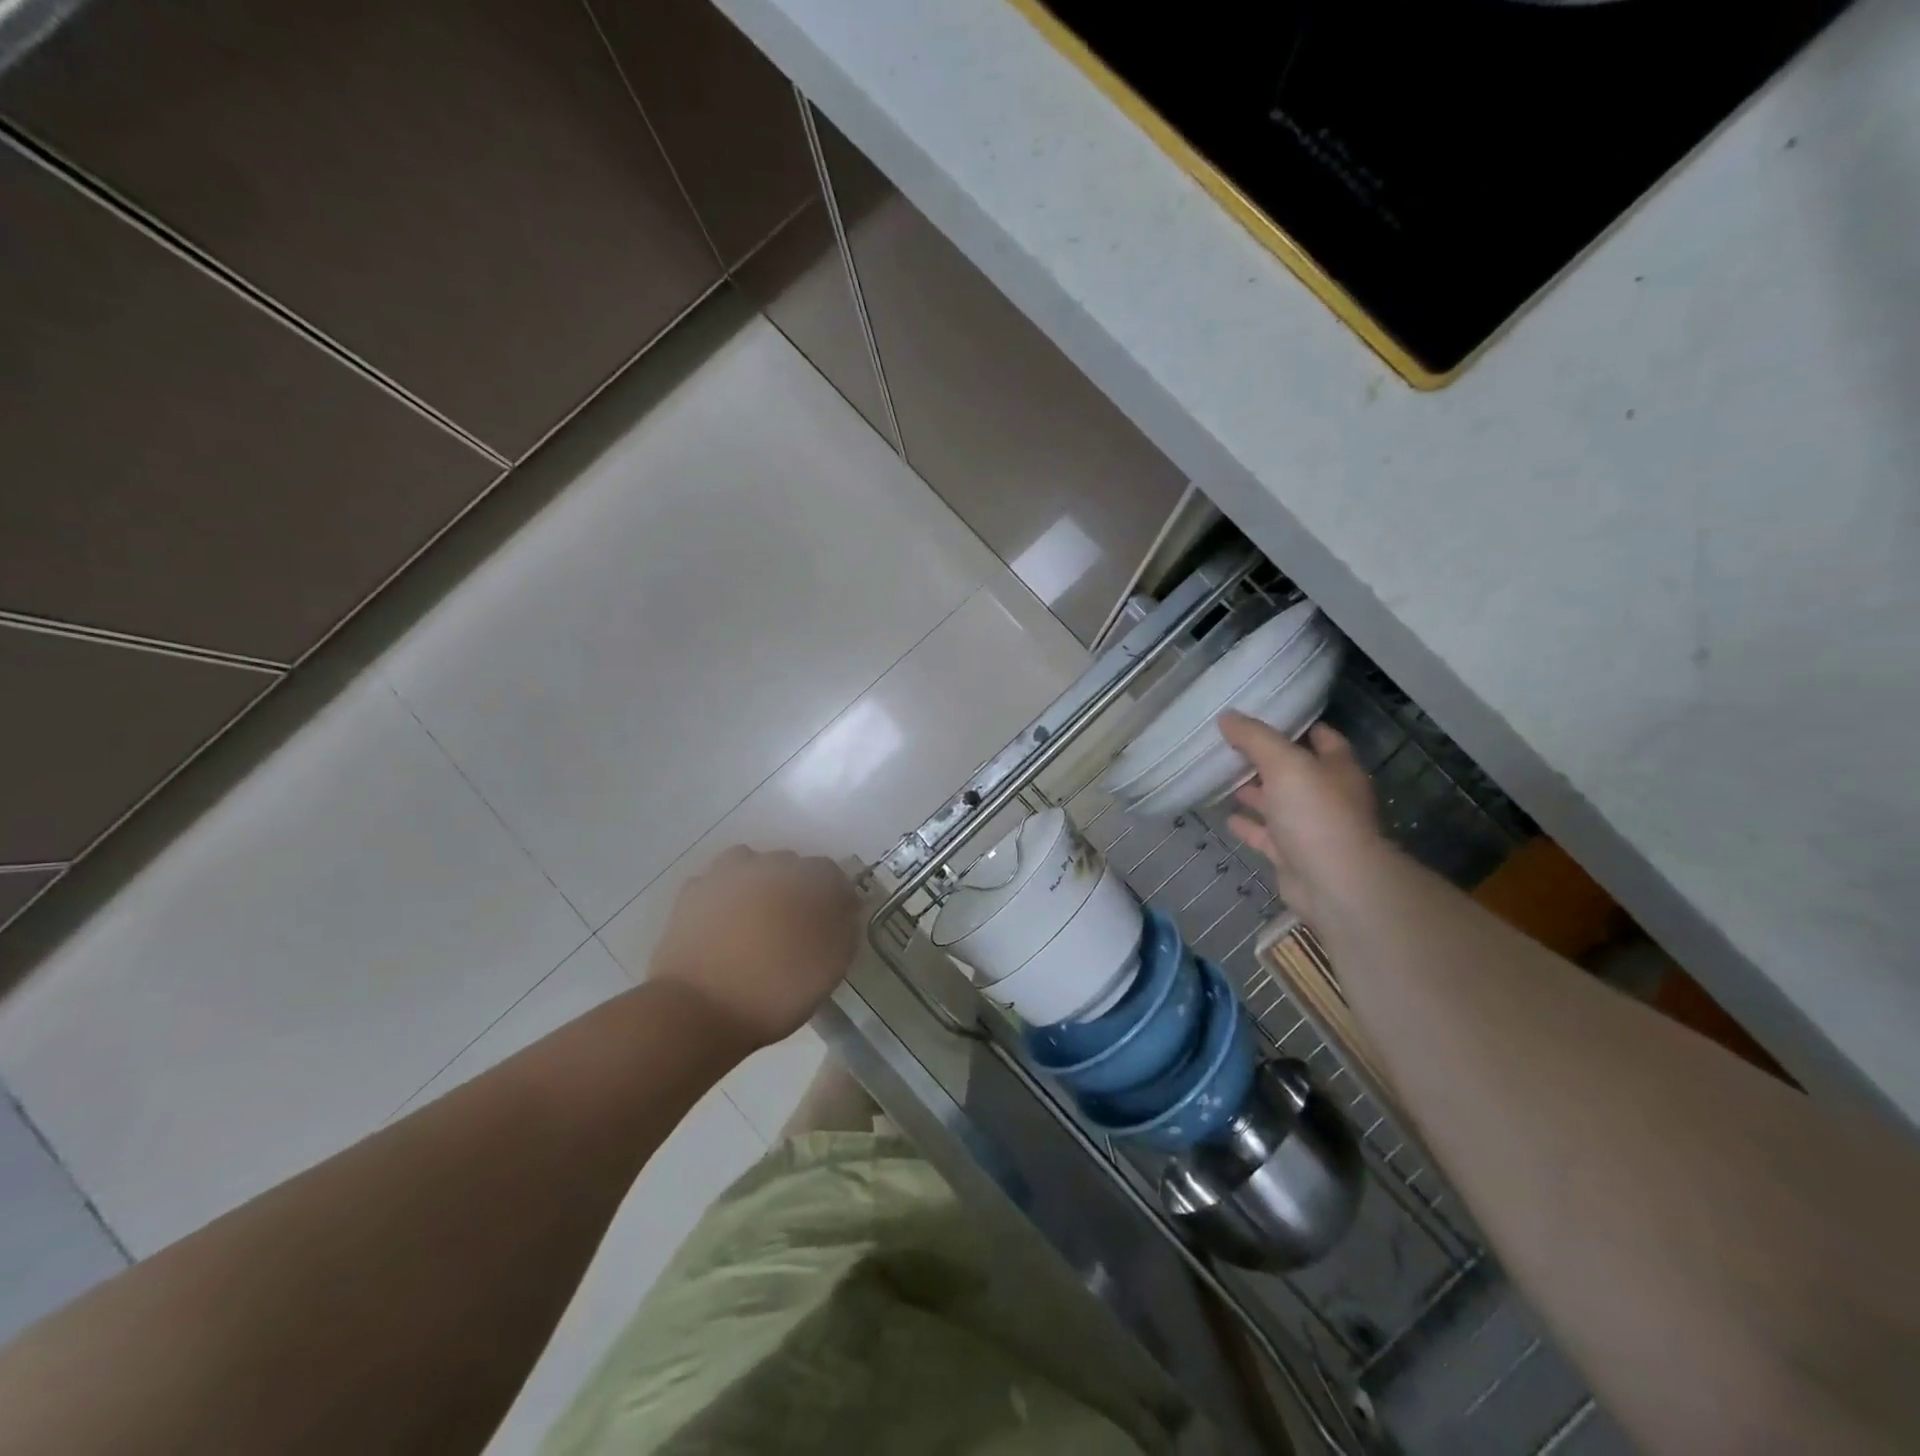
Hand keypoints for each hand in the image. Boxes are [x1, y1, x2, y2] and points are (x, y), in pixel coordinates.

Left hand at [650, 847, 859, 1051]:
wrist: (699, 1008)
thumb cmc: (777, 989)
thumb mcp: (832, 965)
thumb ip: (844, 927)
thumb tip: (842, 908)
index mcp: (808, 877)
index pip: (832, 874)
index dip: (836, 900)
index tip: (835, 927)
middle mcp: (768, 863)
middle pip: (790, 866)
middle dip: (796, 890)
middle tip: (794, 928)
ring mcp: (725, 875)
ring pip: (750, 866)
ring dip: (757, 885)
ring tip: (756, 921)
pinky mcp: (691, 894)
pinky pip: (716, 886)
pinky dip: (722, 899)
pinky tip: (723, 926)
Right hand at [1219, 712, 1387, 925]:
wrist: (1333, 883)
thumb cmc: (1316, 813)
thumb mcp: (1284, 763)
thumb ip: (1255, 738)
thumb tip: (1227, 717)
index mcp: (1337, 769)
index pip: (1322, 738)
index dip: (1297, 726)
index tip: (1265, 715)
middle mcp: (1327, 796)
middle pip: (1295, 771)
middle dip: (1267, 760)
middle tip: (1231, 745)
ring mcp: (1310, 828)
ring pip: (1278, 803)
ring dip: (1255, 793)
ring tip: (1222, 777)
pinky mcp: (1292, 855)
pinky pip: (1266, 835)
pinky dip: (1248, 826)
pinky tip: (1226, 817)